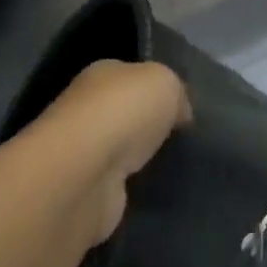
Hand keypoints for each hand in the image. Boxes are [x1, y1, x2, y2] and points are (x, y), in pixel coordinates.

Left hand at [31, 60, 191, 240]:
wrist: (85, 174)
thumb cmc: (124, 111)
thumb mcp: (165, 82)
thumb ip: (175, 92)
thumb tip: (180, 113)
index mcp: (101, 74)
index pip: (131, 75)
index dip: (156, 88)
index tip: (182, 107)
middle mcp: (87, 109)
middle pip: (125, 113)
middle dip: (148, 124)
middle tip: (182, 137)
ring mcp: (84, 153)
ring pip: (121, 150)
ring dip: (140, 158)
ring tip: (174, 165)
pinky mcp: (87, 192)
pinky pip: (118, 184)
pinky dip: (133, 187)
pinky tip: (155, 189)